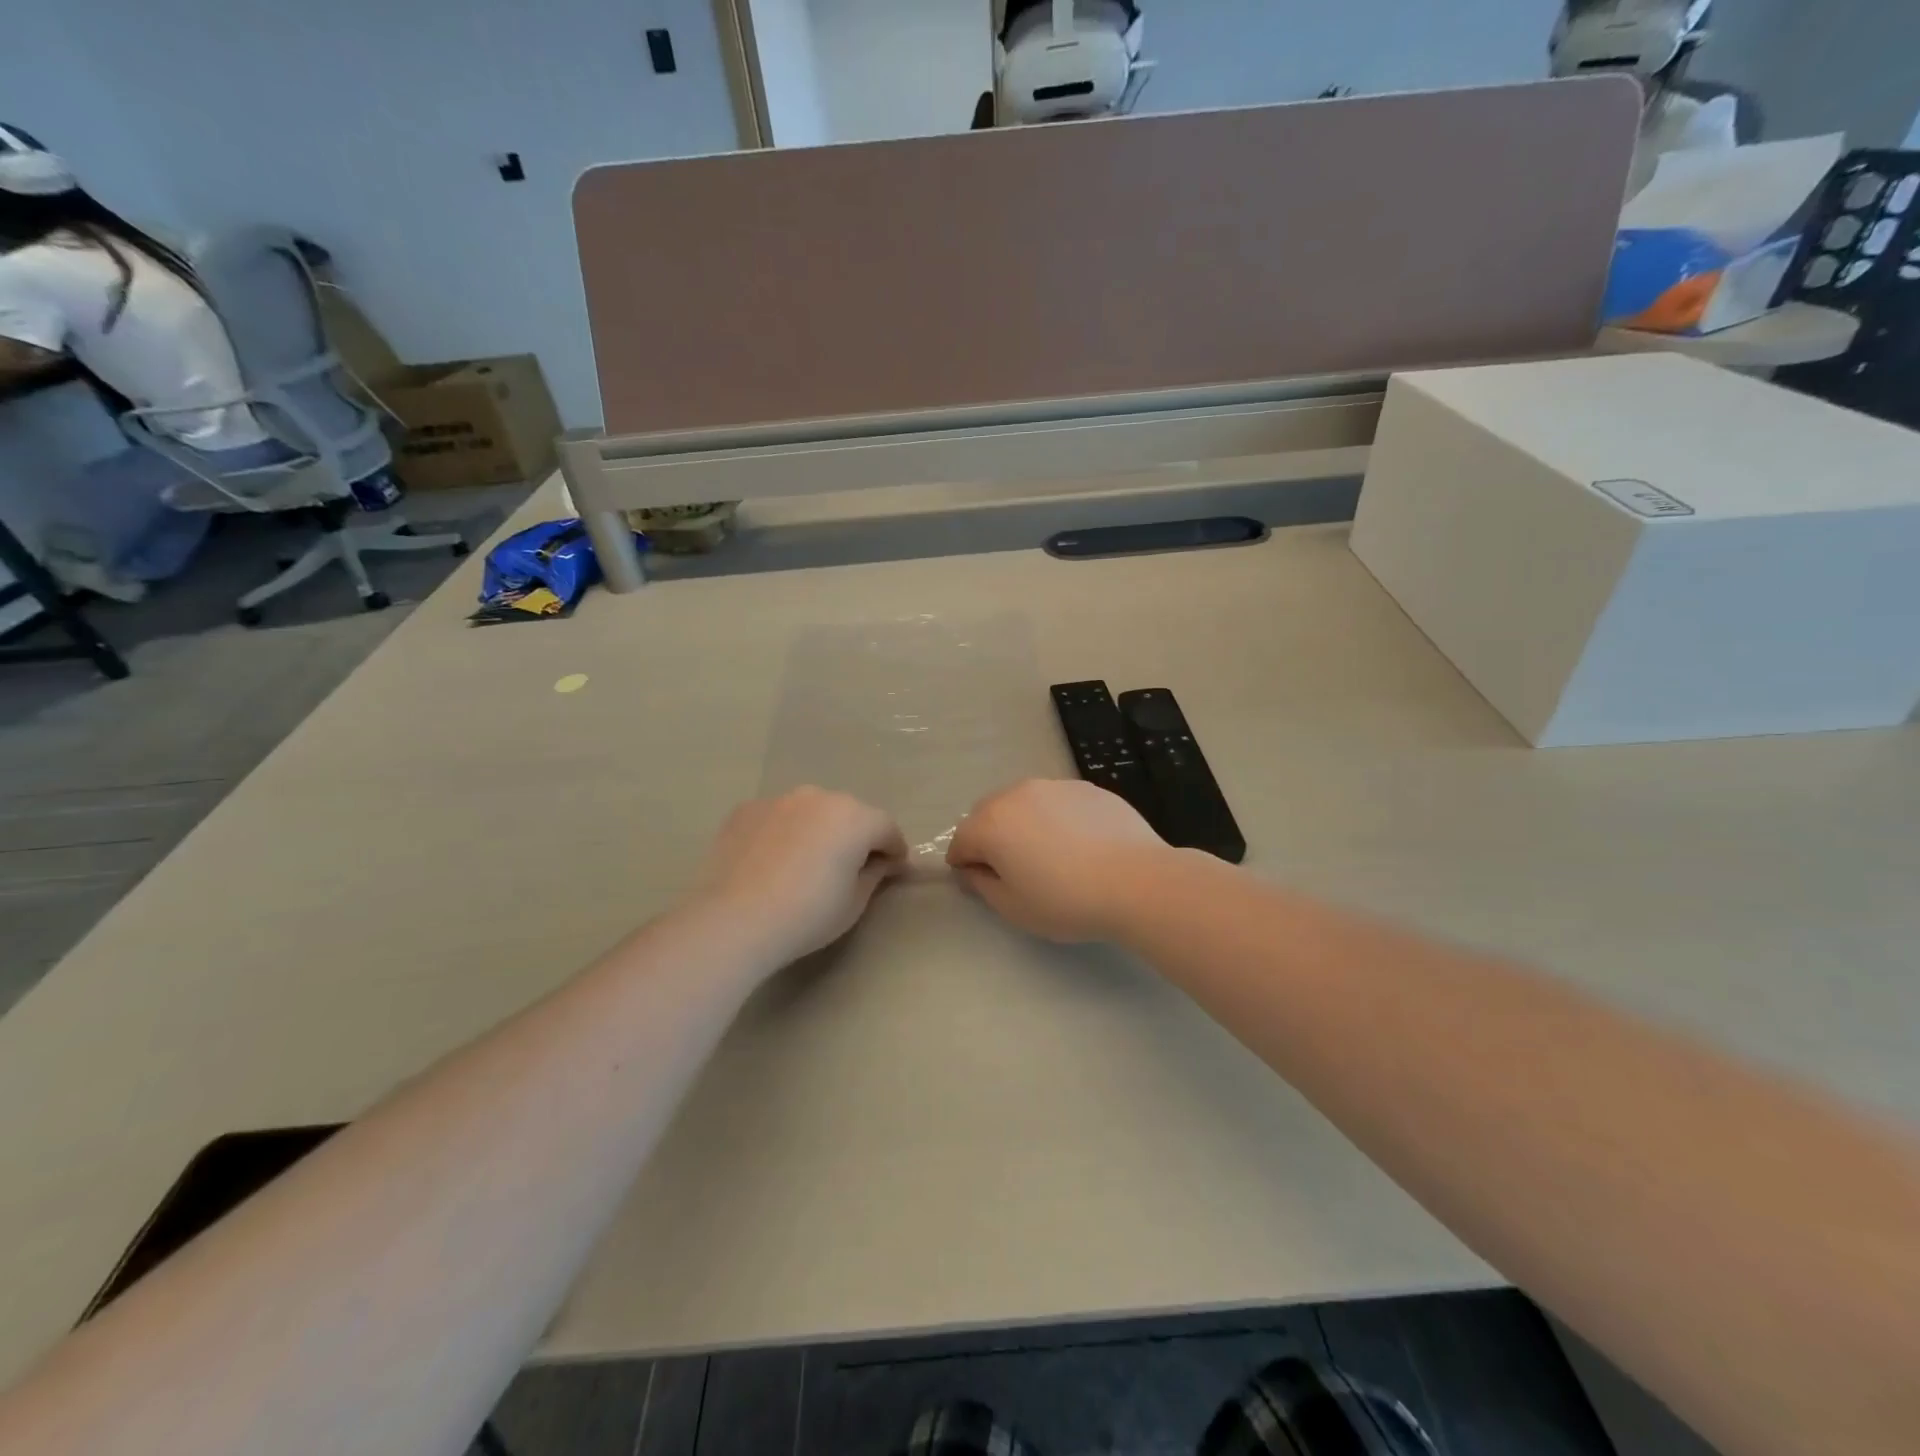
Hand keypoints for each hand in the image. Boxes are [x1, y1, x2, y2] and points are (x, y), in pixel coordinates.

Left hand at [693, 787, 908, 962]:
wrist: (733, 920)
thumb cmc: (806, 915)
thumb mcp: (854, 903)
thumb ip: (874, 874)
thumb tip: (881, 863)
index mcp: (854, 817)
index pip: (886, 828)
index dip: (894, 850)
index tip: (892, 870)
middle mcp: (819, 797)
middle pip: (849, 814)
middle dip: (855, 836)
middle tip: (848, 868)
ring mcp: (779, 799)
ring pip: (811, 812)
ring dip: (817, 830)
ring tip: (805, 864)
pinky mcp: (745, 810)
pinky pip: (777, 818)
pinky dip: (783, 832)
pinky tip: (771, 862)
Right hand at [946, 779, 1169, 941]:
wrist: (1137, 881)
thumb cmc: (1066, 900)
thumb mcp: (1014, 907)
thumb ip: (982, 885)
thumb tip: (972, 870)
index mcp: (991, 823)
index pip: (961, 840)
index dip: (964, 864)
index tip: (980, 883)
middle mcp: (1017, 794)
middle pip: (988, 814)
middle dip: (990, 838)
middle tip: (1013, 870)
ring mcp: (1055, 786)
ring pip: (1024, 803)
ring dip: (1023, 824)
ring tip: (1049, 855)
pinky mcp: (1087, 787)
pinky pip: (1057, 802)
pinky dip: (1056, 818)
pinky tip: (1080, 845)